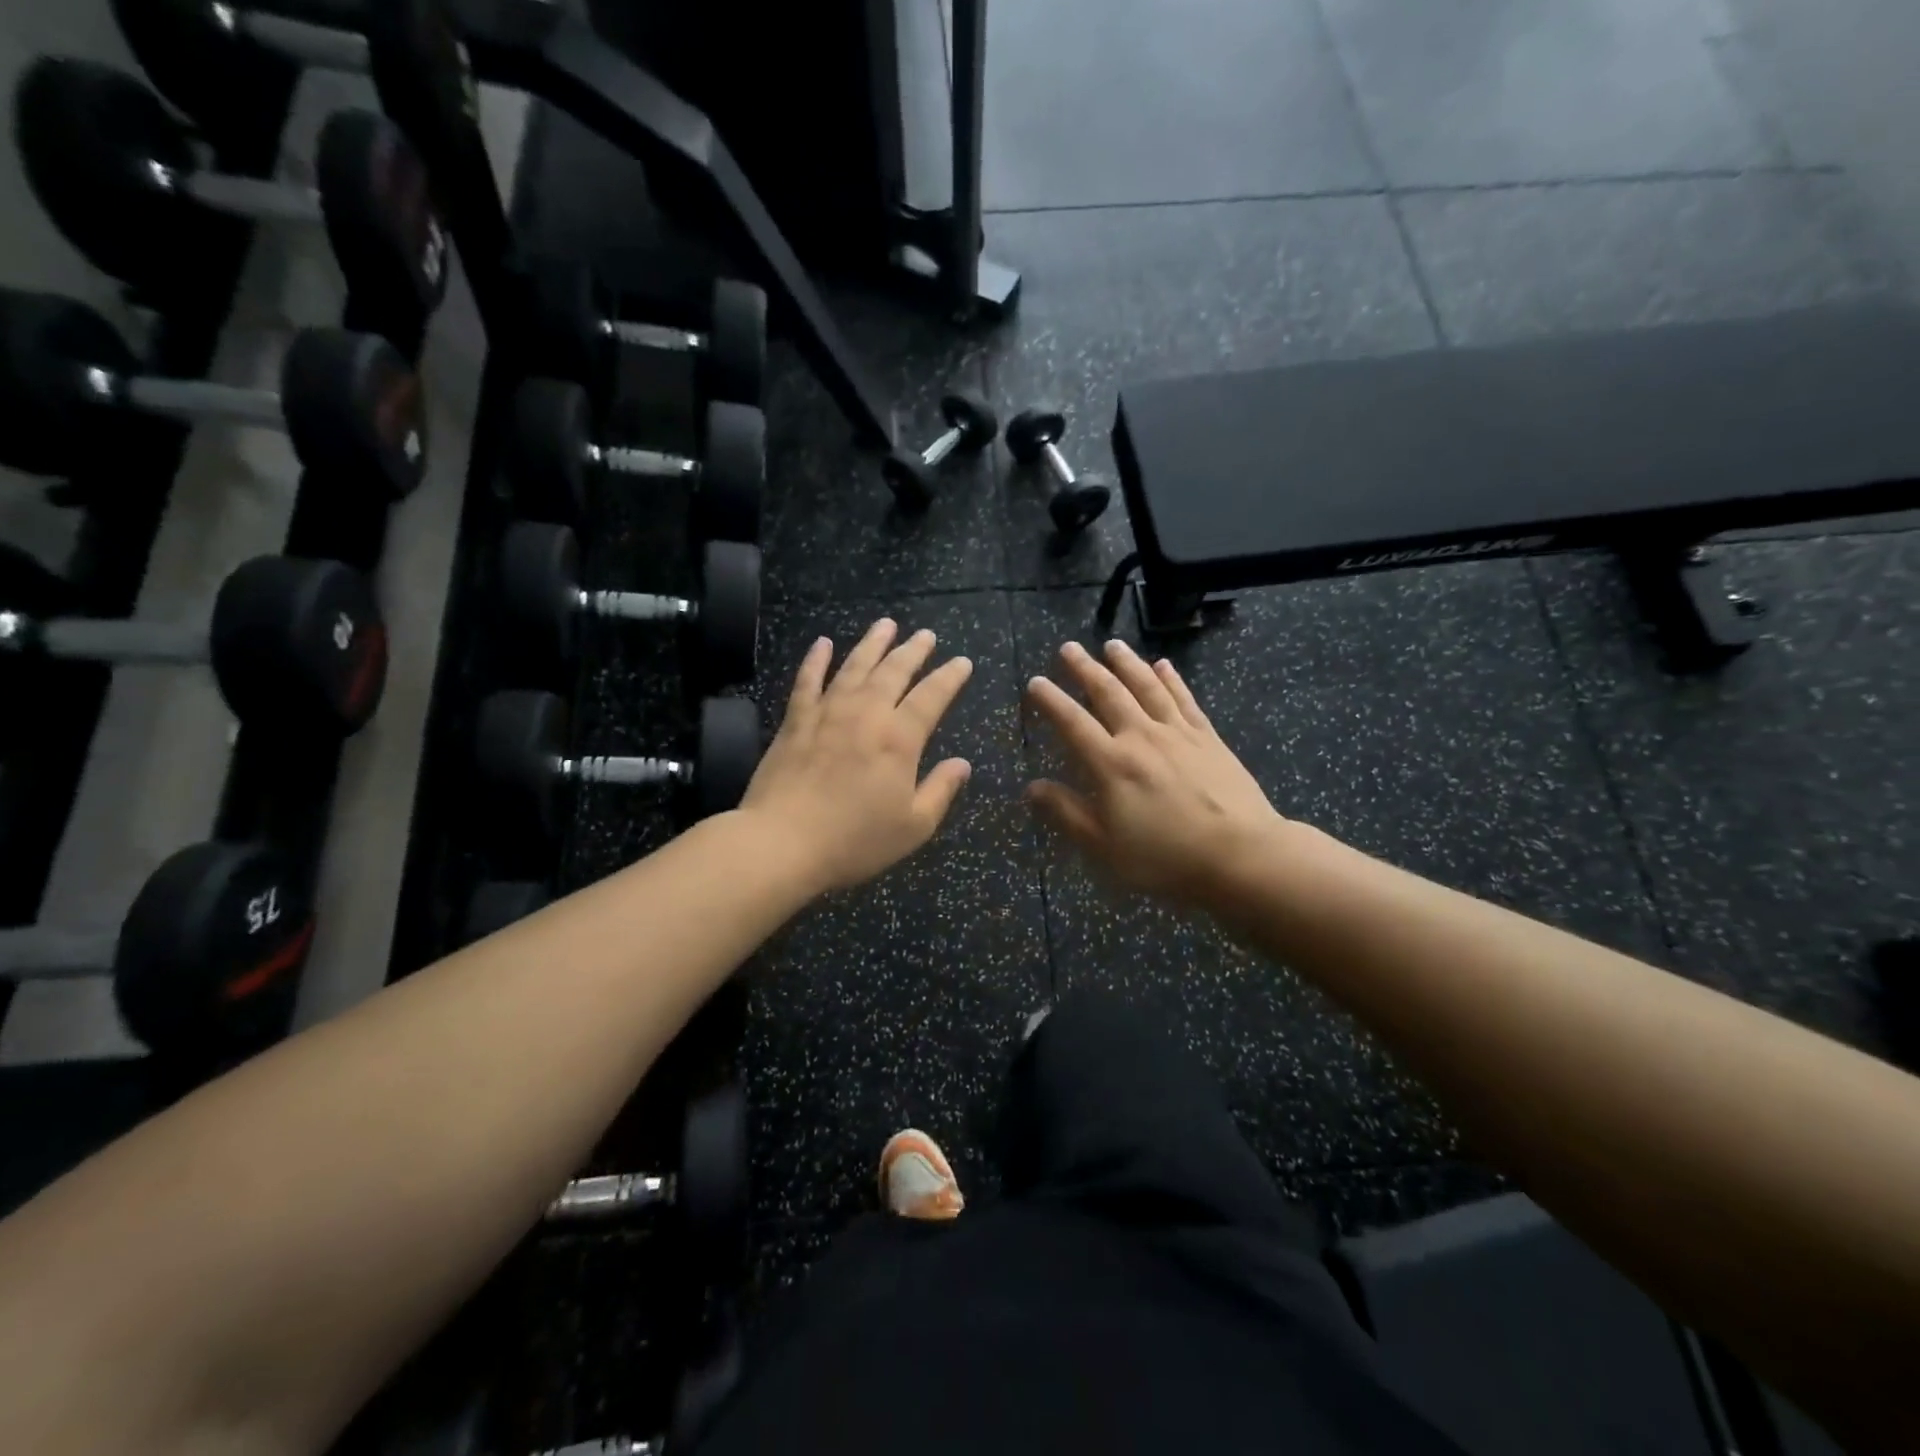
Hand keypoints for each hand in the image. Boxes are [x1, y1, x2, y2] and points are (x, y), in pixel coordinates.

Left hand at [741, 620, 973, 894]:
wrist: (781, 843)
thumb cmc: (854, 840)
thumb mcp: (912, 826)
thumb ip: (940, 791)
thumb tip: (962, 764)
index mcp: (899, 739)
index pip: (932, 696)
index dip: (949, 677)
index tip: (962, 661)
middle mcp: (866, 714)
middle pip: (894, 671)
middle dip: (913, 650)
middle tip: (926, 634)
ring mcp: (827, 713)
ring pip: (854, 666)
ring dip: (872, 643)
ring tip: (886, 624)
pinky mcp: (795, 721)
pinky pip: (808, 680)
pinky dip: (816, 659)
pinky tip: (823, 643)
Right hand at [1026, 640, 1286, 907]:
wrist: (1240, 855)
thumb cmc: (1165, 857)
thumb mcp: (1104, 846)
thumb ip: (1066, 812)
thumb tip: (1032, 787)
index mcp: (1111, 763)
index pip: (1073, 723)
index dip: (1052, 701)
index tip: (1035, 682)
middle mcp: (1141, 737)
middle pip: (1109, 693)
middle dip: (1085, 669)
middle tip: (1069, 648)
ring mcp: (1178, 733)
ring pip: (1147, 687)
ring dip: (1127, 663)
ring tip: (1112, 644)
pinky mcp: (1208, 737)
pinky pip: (1185, 699)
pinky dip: (1172, 679)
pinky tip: (1163, 665)